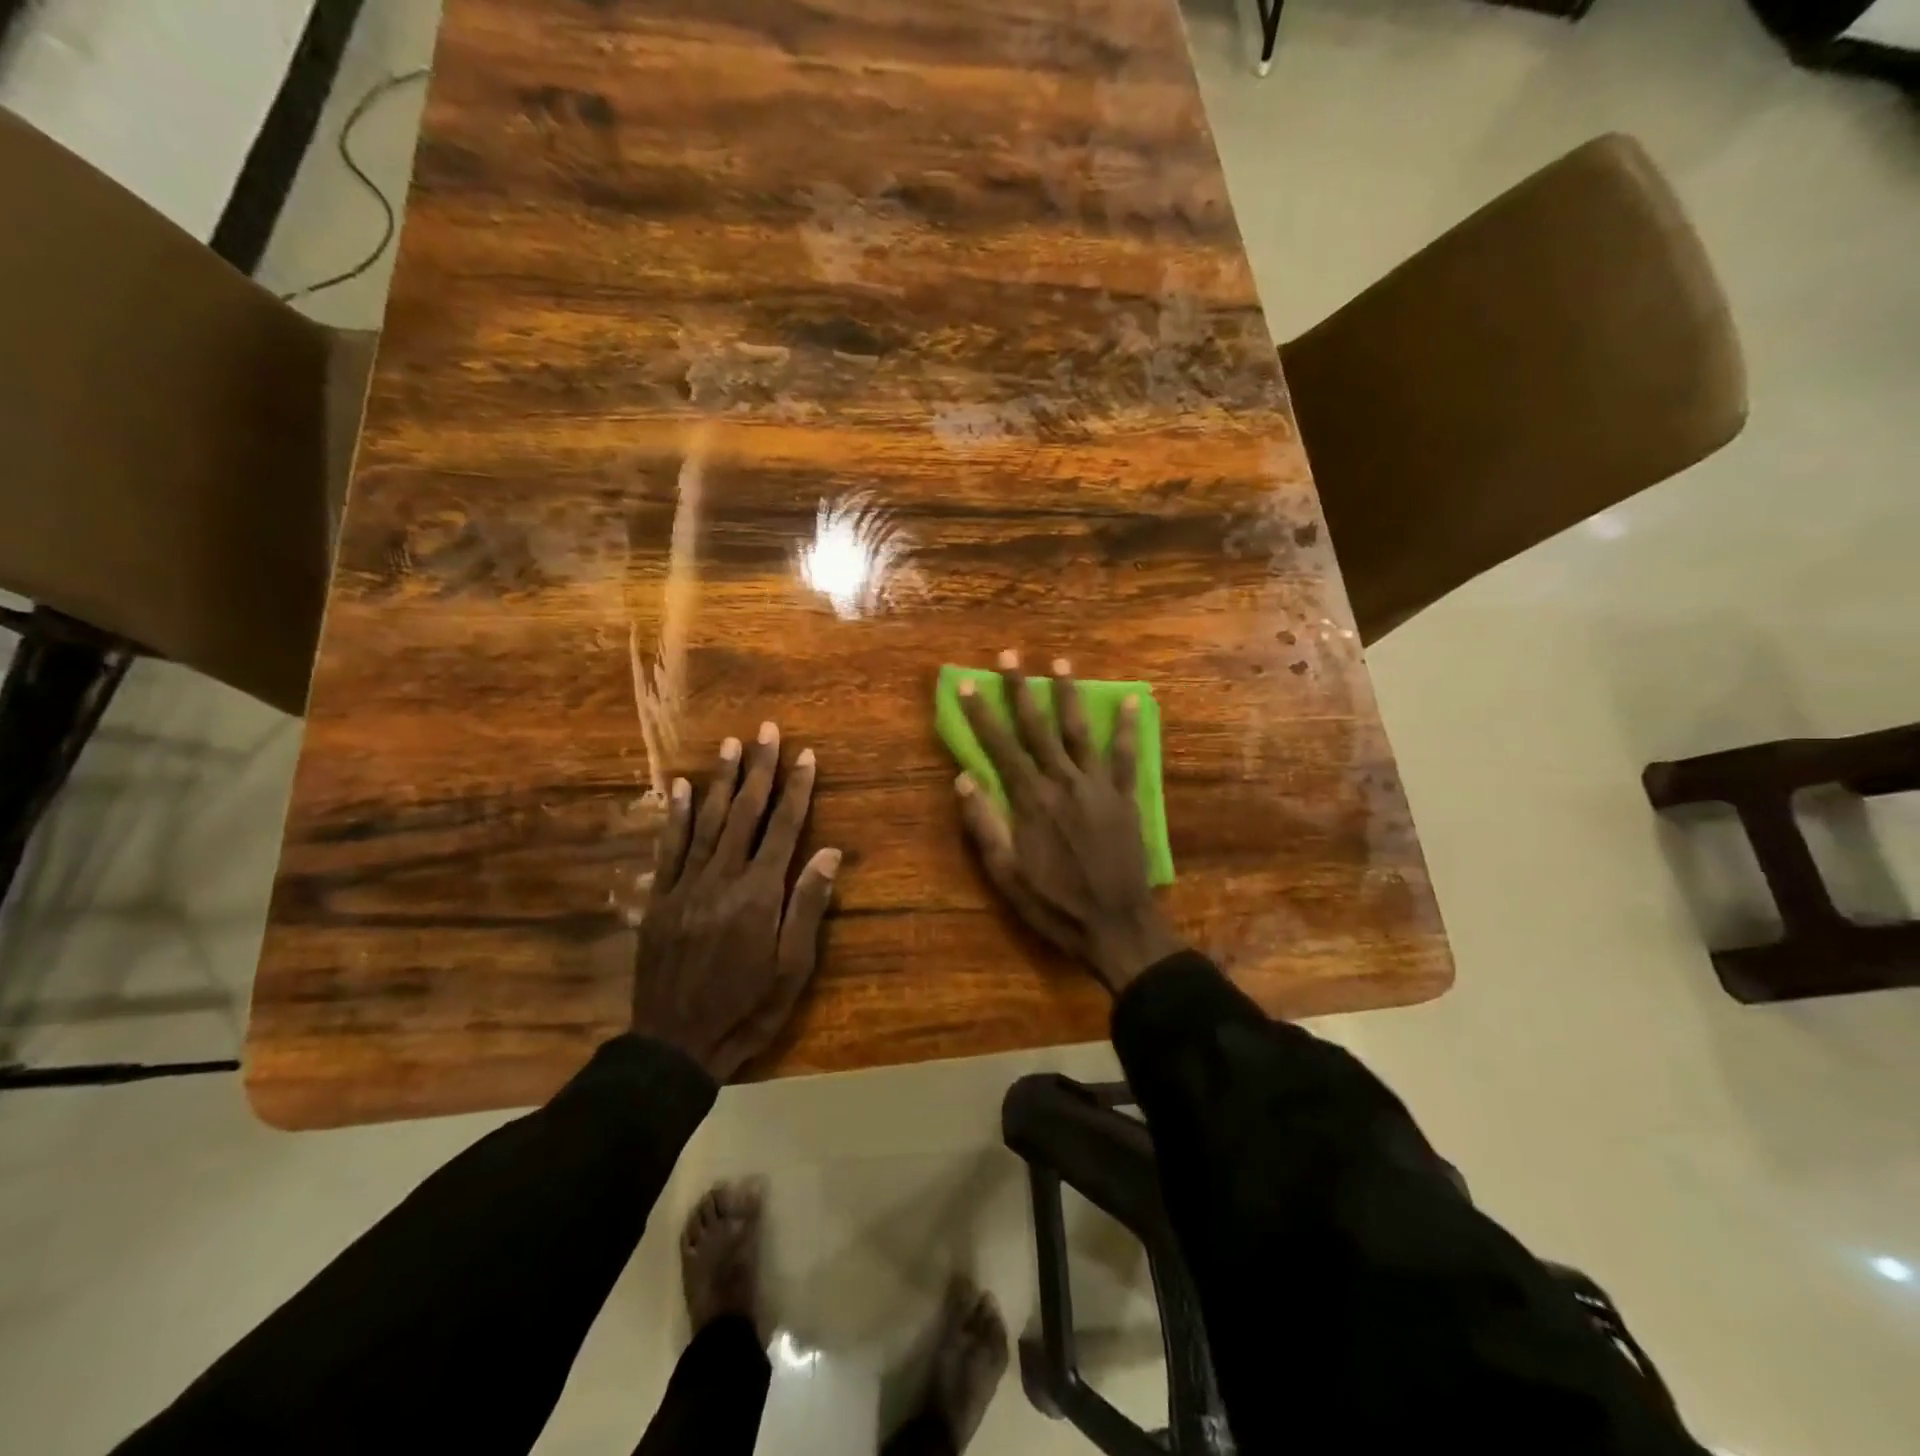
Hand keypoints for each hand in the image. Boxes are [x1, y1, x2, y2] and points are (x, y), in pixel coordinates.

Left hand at [633, 723, 840, 1079]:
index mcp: (760, 894)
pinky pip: (669, 847)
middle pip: (745, 813)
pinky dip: (674, 815)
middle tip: (766, 731)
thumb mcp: (791, 968)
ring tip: (730, 745)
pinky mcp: (661, 899)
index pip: (784, 829)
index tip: (806, 755)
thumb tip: (829, 854)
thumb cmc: (746, 1008)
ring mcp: (686, 886)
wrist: (674, 1044)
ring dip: (719, 780)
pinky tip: (678, 787)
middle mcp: (722, 878)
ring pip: (706, 821)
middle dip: (759, 769)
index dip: (797, 789)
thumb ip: (807, 907)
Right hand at [954, 651, 1181, 993]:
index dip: (981, 714)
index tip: (967, 684)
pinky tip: (1134, 700)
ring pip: (1080, 731)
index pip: (1000, 747)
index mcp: (1031, 800)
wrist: (1116, 925)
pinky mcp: (1125, 797)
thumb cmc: (1053, 904)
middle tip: (1010, 656)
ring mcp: (1098, 787)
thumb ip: (985, 825)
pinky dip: (1129, 727)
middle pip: (1038, 728)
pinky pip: (1126, 755)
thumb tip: (963, 779)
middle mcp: (1063, 782)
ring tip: (1062, 662)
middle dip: (1021, 690)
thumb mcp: (1006, 874)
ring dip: (1069, 695)